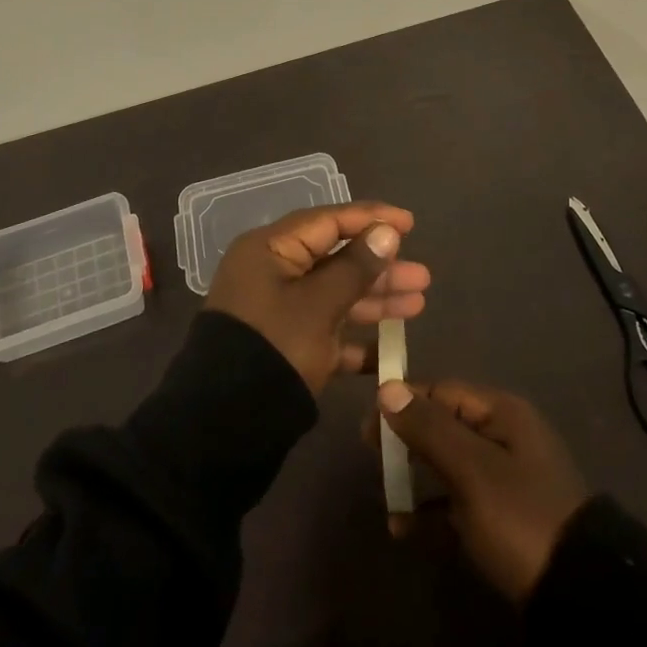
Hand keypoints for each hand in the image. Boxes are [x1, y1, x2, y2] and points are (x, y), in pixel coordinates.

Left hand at [205, 202, 429, 395]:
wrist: (223, 427)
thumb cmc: (274, 347)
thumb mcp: (319, 304)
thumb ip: (356, 267)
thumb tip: (386, 232)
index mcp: (270, 249)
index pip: (328, 221)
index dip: (370, 219)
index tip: (409, 224)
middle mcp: (272, 273)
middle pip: (335, 260)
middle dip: (380, 268)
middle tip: (422, 277)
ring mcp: (278, 312)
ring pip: (334, 295)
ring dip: (375, 300)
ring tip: (418, 304)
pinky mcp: (284, 346)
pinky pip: (326, 331)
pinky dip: (355, 338)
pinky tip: (389, 351)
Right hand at [376, 379, 589, 602]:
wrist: (580, 596)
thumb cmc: (521, 518)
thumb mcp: (471, 469)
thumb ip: (428, 428)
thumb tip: (387, 388)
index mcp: (503, 413)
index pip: (443, 391)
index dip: (404, 401)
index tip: (368, 425)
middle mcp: (504, 437)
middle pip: (444, 424)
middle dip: (406, 439)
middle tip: (371, 458)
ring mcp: (505, 478)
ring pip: (448, 464)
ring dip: (414, 477)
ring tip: (384, 496)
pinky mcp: (502, 518)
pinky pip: (456, 502)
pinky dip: (430, 510)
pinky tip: (403, 530)